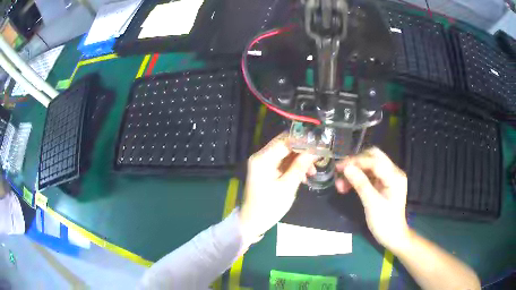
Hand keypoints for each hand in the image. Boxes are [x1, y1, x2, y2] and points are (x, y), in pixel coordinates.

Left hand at [239, 133, 315, 242]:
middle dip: (303, 149)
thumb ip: (300, 166)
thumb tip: (315, 150)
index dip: (303, 140)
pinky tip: (304, 175)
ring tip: (313, 170)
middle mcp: (261, 156)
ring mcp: (263, 162)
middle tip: (319, 156)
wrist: (253, 221)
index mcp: (263, 158)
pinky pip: (282, 161)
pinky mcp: (266, 169)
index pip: (285, 140)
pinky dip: (294, 166)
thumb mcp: (288, 186)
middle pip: (285, 144)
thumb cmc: (270, 206)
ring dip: (300, 159)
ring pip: (285, 153)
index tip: (320, 143)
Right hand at [335, 147, 409, 251]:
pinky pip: (369, 175)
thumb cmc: (384, 222)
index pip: (374, 161)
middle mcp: (393, 172)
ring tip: (340, 184)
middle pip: (373, 157)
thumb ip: (360, 184)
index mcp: (394, 176)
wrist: (393, 236)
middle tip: (340, 171)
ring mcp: (388, 178)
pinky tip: (346, 187)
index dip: (356, 162)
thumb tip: (346, 168)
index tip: (339, 167)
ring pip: (369, 166)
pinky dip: (357, 179)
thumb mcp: (372, 204)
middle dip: (355, 163)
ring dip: (354, 172)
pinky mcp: (383, 184)